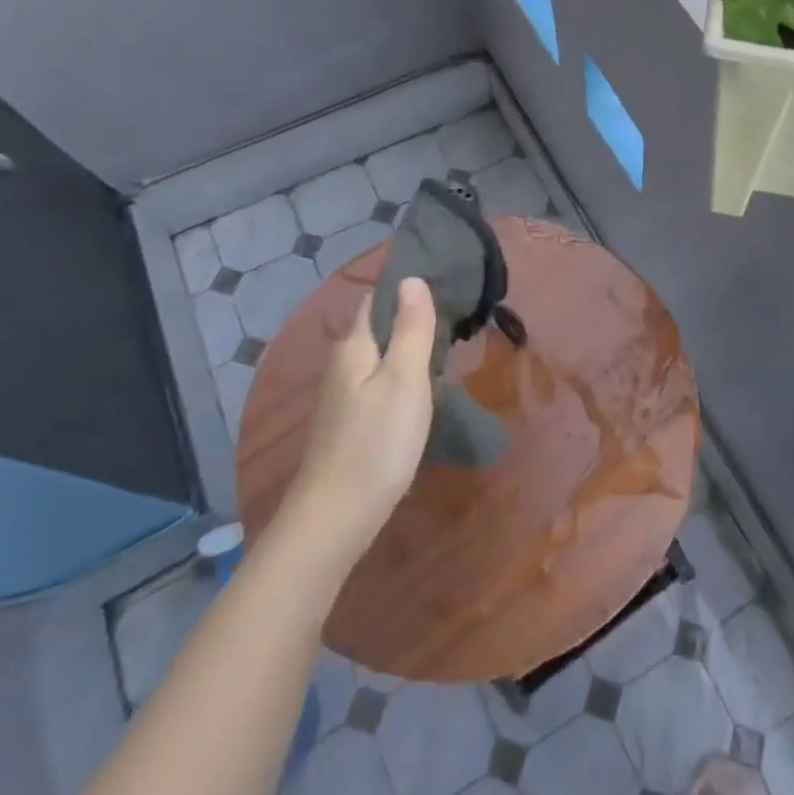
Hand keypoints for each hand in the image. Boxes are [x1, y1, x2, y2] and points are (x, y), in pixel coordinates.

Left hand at [286, 279, 436, 559]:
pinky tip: (424, 389)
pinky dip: (403, 377)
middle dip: (410, 318)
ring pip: (380, 359)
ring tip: (447, 345)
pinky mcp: (352, 425)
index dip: (404, 288)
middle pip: (378, 330)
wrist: (337, 516)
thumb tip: (410, 278)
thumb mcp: (405, 379)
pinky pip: (380, 385)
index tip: (442, 278)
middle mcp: (344, 367)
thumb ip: (412, 329)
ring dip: (408, 349)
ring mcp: (344, 399)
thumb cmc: (377, 441)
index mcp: (355, 348)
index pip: (376, 301)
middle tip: (455, 311)